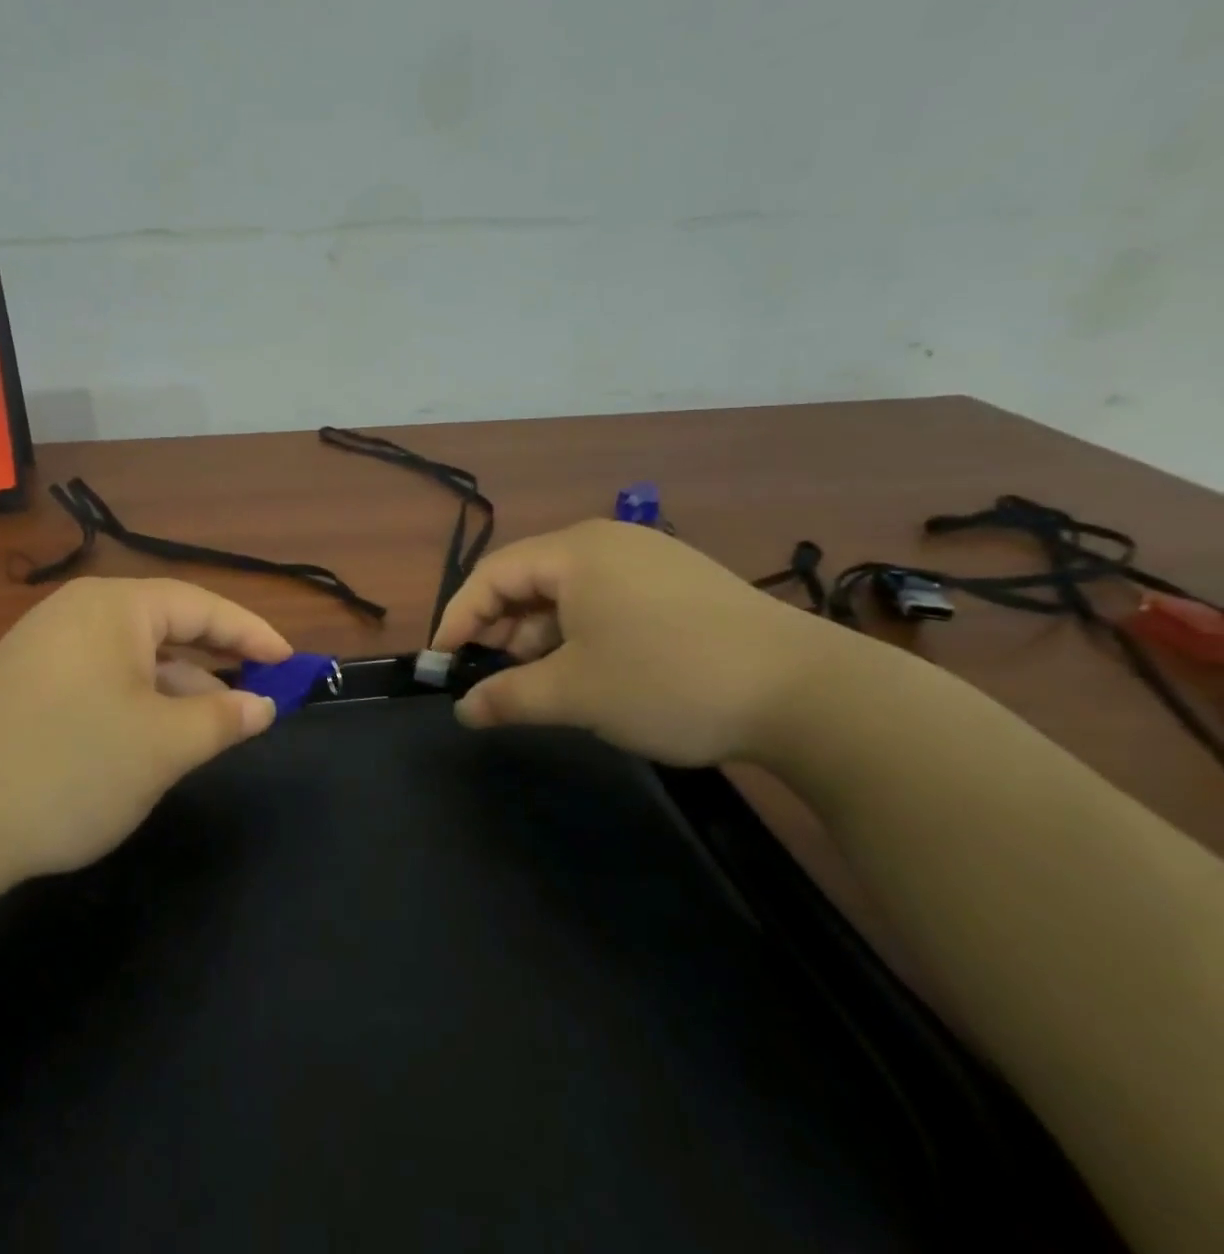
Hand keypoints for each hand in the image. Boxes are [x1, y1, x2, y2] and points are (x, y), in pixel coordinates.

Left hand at [0, 578, 289, 885]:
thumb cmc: (71, 767)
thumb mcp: (164, 745)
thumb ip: (224, 718)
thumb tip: (263, 705)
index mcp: (113, 607)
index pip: (200, 606)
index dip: (251, 633)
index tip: (290, 662)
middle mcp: (78, 613)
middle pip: (166, 627)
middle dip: (215, 661)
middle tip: (258, 692)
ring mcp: (46, 646)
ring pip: (134, 657)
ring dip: (177, 687)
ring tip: (213, 726)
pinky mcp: (27, 683)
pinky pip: (103, 678)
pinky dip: (139, 701)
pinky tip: (153, 737)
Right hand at [431, 519, 839, 765]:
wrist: (810, 694)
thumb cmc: (669, 681)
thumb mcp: (575, 694)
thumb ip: (507, 698)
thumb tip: (463, 710)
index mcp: (575, 551)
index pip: (492, 575)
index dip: (459, 618)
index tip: (443, 662)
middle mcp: (608, 542)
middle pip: (529, 578)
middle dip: (501, 628)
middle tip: (492, 676)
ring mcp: (650, 559)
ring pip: (568, 592)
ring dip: (542, 635)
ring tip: (541, 681)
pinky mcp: (680, 584)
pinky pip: (606, 599)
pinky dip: (581, 632)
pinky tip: (591, 669)